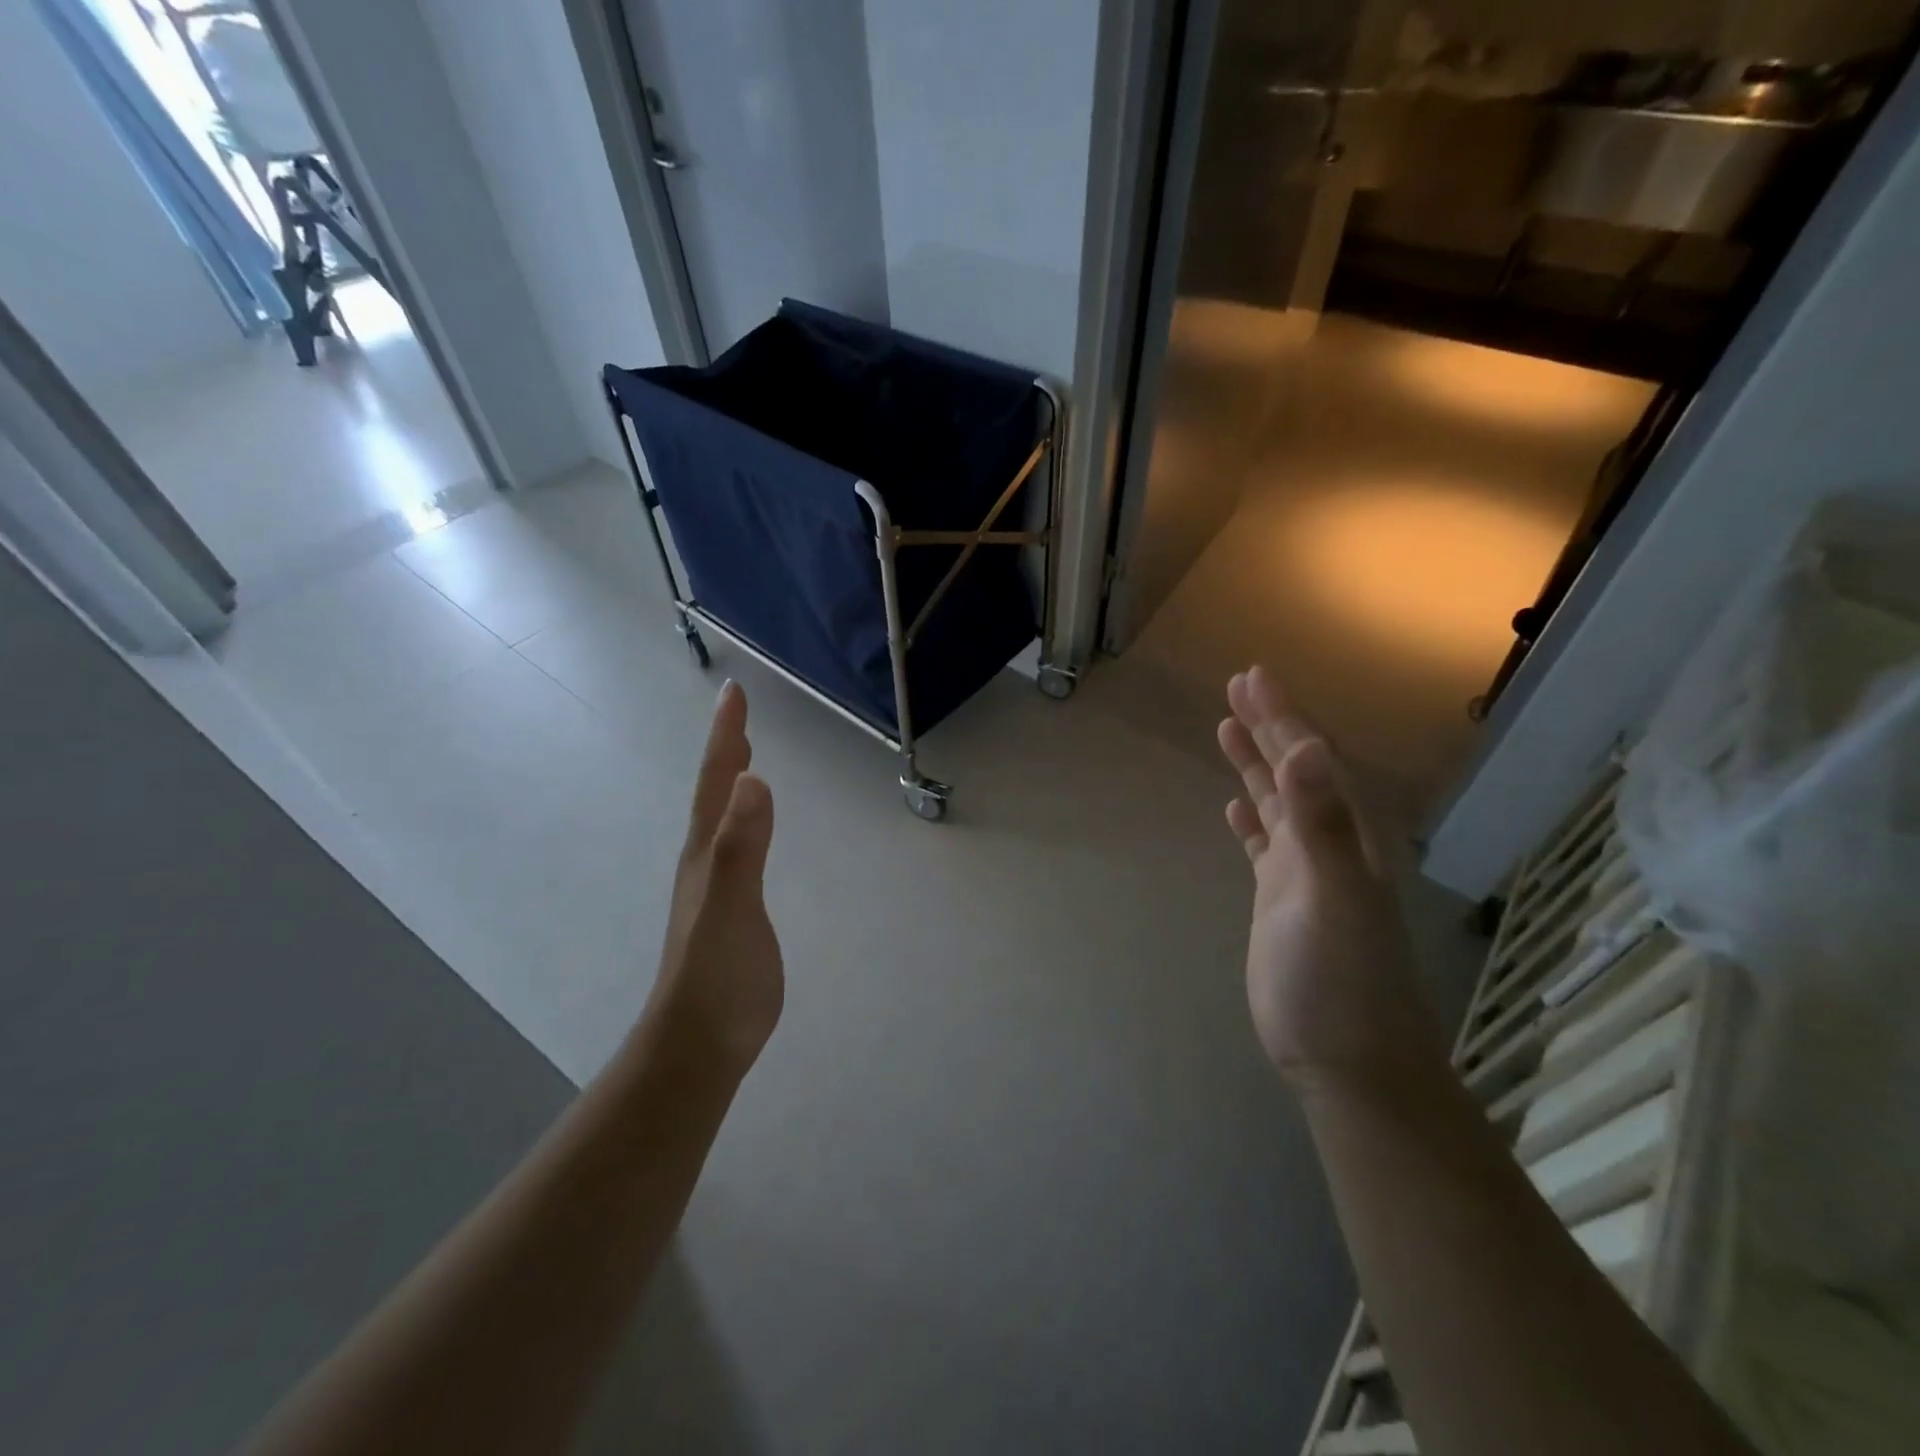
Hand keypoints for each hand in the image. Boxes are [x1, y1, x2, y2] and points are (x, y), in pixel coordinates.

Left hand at [642, 681, 783, 1076]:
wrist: (701, 1041)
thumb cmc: (717, 975)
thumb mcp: (731, 907)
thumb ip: (741, 846)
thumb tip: (753, 779)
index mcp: (707, 851)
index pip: (717, 782)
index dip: (726, 736)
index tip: (732, 691)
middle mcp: (707, 860)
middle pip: (715, 792)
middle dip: (726, 748)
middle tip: (737, 710)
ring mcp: (718, 885)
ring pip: (723, 818)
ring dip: (731, 781)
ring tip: (743, 756)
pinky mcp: (734, 908)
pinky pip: (738, 845)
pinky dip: (745, 820)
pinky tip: (752, 828)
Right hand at [1217, 667, 1442, 1094]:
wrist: (1347, 1059)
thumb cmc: (1343, 981)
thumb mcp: (1333, 898)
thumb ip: (1320, 825)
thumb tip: (1308, 749)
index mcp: (1344, 835)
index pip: (1309, 760)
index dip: (1283, 716)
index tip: (1253, 677)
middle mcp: (1327, 844)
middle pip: (1295, 771)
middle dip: (1269, 725)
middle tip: (1237, 685)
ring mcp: (1302, 873)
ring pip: (1276, 802)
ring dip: (1255, 763)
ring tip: (1227, 727)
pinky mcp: (1280, 899)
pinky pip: (1262, 844)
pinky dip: (1250, 818)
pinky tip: (1235, 806)